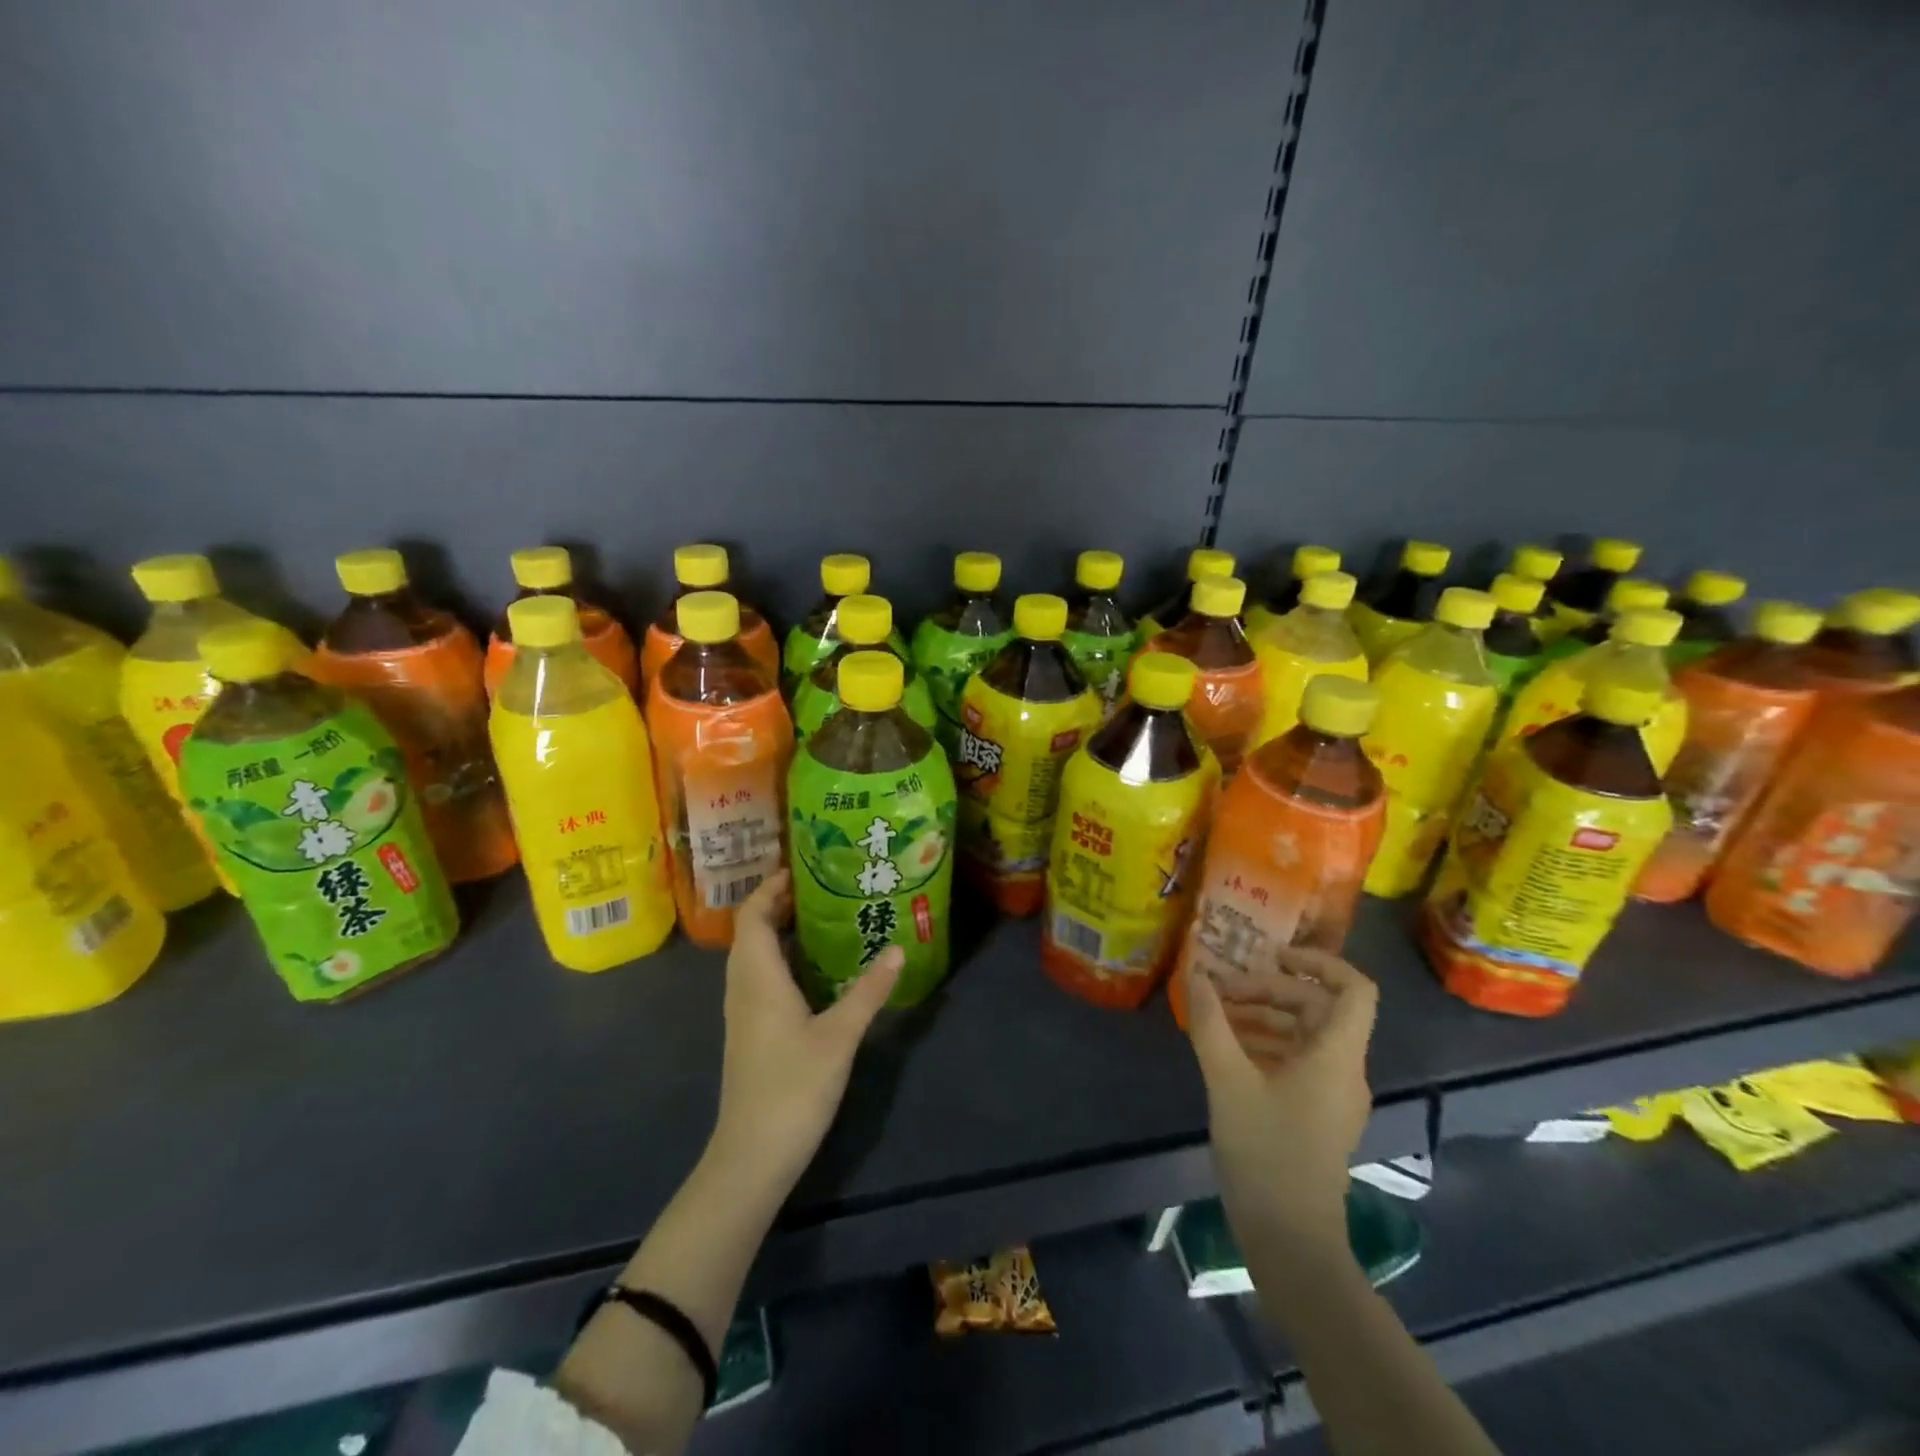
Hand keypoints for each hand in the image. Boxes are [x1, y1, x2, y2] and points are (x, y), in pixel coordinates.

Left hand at [709, 869, 901, 1192]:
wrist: (752, 1155)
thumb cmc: (792, 1088)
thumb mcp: (839, 1036)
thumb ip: (868, 991)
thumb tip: (897, 949)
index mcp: (758, 978)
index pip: (752, 916)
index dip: (770, 887)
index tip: (802, 869)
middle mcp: (743, 987)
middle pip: (750, 931)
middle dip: (778, 904)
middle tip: (821, 888)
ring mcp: (743, 1012)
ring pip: (752, 955)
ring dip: (777, 931)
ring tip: (820, 918)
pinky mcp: (749, 1032)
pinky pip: (758, 977)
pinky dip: (779, 958)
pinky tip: (812, 969)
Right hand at [1184, 948, 1377, 1251]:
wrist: (1290, 1239)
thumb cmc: (1265, 1151)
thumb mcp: (1228, 1080)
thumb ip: (1211, 1022)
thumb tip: (1197, 973)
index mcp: (1336, 1056)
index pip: (1355, 989)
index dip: (1319, 961)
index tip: (1271, 955)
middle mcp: (1344, 1069)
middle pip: (1317, 1007)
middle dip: (1268, 990)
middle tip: (1221, 991)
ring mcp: (1333, 1095)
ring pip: (1304, 1035)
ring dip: (1262, 1016)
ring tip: (1215, 1015)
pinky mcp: (1318, 1115)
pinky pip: (1296, 1061)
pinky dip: (1265, 1044)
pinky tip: (1225, 1048)